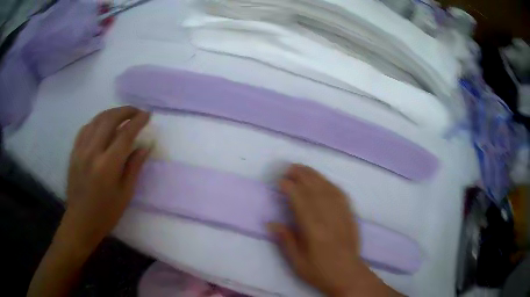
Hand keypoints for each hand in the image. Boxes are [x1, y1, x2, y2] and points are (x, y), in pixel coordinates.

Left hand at [59, 106, 150, 251]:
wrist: (80, 221)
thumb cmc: (106, 213)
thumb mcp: (125, 194)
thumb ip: (134, 167)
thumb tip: (145, 146)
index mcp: (107, 166)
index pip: (125, 134)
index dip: (138, 121)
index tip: (147, 115)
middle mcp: (92, 152)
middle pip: (109, 120)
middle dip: (125, 111)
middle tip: (136, 112)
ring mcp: (80, 150)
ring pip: (96, 120)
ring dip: (111, 113)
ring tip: (122, 115)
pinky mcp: (74, 152)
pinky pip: (85, 128)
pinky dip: (97, 121)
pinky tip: (102, 125)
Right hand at [270, 165, 398, 296]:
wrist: (348, 275)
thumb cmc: (320, 271)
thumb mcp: (297, 262)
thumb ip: (285, 241)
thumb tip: (271, 223)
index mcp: (314, 230)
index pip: (301, 202)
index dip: (291, 189)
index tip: (281, 181)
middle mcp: (329, 218)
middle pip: (315, 190)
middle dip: (302, 176)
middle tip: (290, 167)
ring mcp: (342, 215)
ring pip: (328, 189)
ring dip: (316, 176)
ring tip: (304, 168)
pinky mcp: (350, 216)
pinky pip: (341, 195)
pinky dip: (331, 184)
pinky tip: (325, 181)